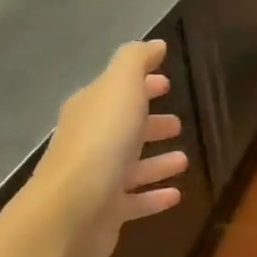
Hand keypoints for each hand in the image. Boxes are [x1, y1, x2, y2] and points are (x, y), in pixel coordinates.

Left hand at [38, 39, 187, 256]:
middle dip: (149, 123)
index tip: (167, 83)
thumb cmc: (101, 142)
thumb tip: (155, 44)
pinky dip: (154, 196)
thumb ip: (136, 61)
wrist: (72, 211)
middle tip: (178, 123)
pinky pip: (135, 201)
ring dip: (156, 161)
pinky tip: (176, 194)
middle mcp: (90, 142)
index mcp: (90, 109)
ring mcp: (96, 179)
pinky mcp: (106, 212)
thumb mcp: (121, 87)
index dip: (141, 84)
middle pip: (123, 128)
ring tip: (184, 158)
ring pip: (131, 166)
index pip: (116, 90)